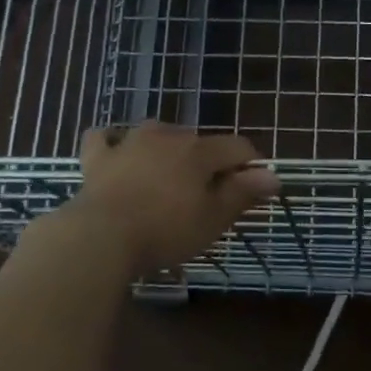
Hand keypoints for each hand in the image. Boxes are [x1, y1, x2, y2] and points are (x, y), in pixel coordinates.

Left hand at [63, 122, 279, 277]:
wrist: (101, 237)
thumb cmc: (166, 230)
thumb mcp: (213, 218)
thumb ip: (243, 192)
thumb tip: (273, 175)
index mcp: (199, 151)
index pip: (238, 147)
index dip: (252, 165)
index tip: (256, 189)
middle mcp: (166, 136)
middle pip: (199, 142)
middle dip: (210, 162)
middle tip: (210, 197)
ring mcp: (128, 143)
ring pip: (156, 133)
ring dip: (168, 148)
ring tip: (169, 176)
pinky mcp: (97, 158)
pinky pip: (105, 138)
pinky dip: (114, 143)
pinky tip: (117, 153)